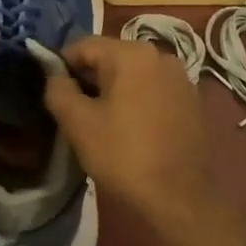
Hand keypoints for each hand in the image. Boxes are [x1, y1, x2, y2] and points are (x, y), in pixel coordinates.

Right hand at [42, 35, 217, 227]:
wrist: (182, 199)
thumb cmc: (125, 155)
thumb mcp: (78, 123)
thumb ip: (58, 90)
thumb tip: (55, 76)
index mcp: (132, 53)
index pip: (84, 45)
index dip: (62, 65)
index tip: (53, 92)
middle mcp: (160, 55)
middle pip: (110, 58)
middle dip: (88, 79)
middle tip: (74, 111)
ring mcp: (181, 78)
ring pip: (133, 75)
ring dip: (113, 91)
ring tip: (101, 122)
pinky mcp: (192, 102)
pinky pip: (153, 91)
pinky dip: (136, 101)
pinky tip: (130, 130)